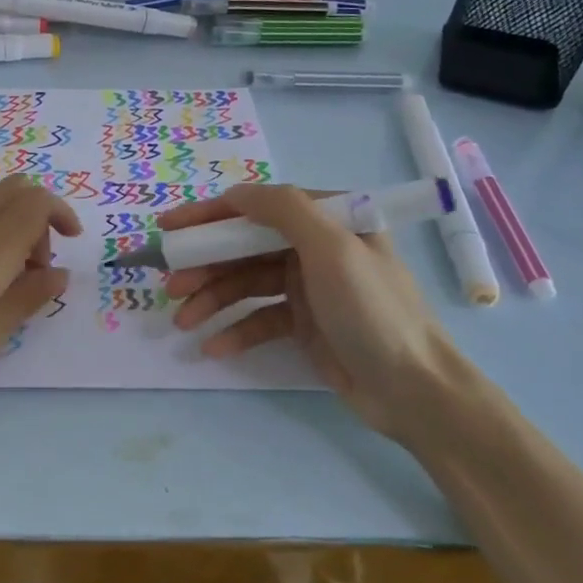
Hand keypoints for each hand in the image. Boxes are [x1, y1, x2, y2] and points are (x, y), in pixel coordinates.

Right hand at [158, 184, 480, 441]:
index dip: (209, 216)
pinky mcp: (304, 324)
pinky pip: (259, 319)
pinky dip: (235, 330)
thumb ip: (284, 210)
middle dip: (205, 266)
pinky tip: (213, 347)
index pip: (256, 207)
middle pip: (245, 248)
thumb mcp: (332, 248)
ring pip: (246, 285)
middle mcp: (314, 247)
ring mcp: (308, 287)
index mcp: (327, 220)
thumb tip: (236, 193)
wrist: (414, 390)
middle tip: (170, 285)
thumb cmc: (372, 310)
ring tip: (183, 322)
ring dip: (212, 300)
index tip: (168, 230)